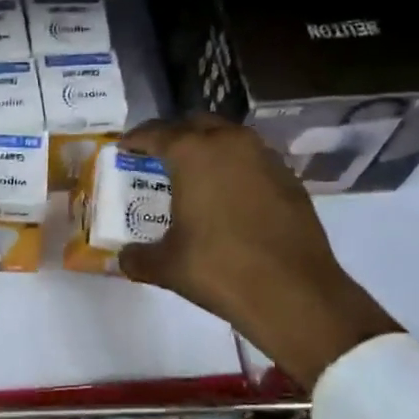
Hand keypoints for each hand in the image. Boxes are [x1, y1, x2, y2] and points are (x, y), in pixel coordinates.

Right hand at [116, 116, 399, 389]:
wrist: (294, 293)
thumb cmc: (219, 269)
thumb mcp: (166, 266)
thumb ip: (138, 257)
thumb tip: (124, 258)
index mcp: (193, 154)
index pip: (156, 132)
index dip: (136, 139)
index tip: (124, 147)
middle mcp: (230, 143)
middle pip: (195, 124)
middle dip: (174, 135)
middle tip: (157, 155)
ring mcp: (265, 158)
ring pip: (229, 137)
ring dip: (208, 147)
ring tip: (193, 173)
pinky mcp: (289, 178)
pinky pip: (252, 159)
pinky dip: (235, 167)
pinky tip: (229, 195)